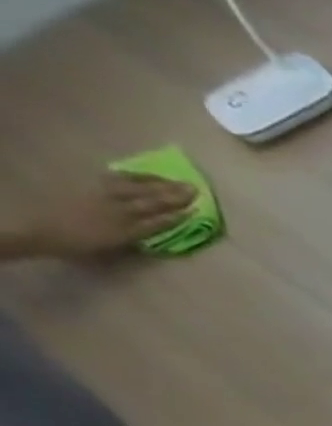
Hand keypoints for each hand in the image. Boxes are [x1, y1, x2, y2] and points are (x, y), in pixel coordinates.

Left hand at [22, 172, 196, 258]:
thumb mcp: (113, 248)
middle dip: (173, 195)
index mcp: (127, 229)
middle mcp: (119, 210)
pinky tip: (144, 176)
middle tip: (194, 189)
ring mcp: (104, 195)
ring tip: (175, 181)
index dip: (179, 215)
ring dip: (158, 184)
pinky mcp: (90, 186)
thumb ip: (136, 237)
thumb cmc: (79, 244)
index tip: (197, 210)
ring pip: (136, 188)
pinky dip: (134, 176)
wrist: (41, 229)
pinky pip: (116, 178)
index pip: (160, 221)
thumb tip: (158, 227)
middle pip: (151, 201)